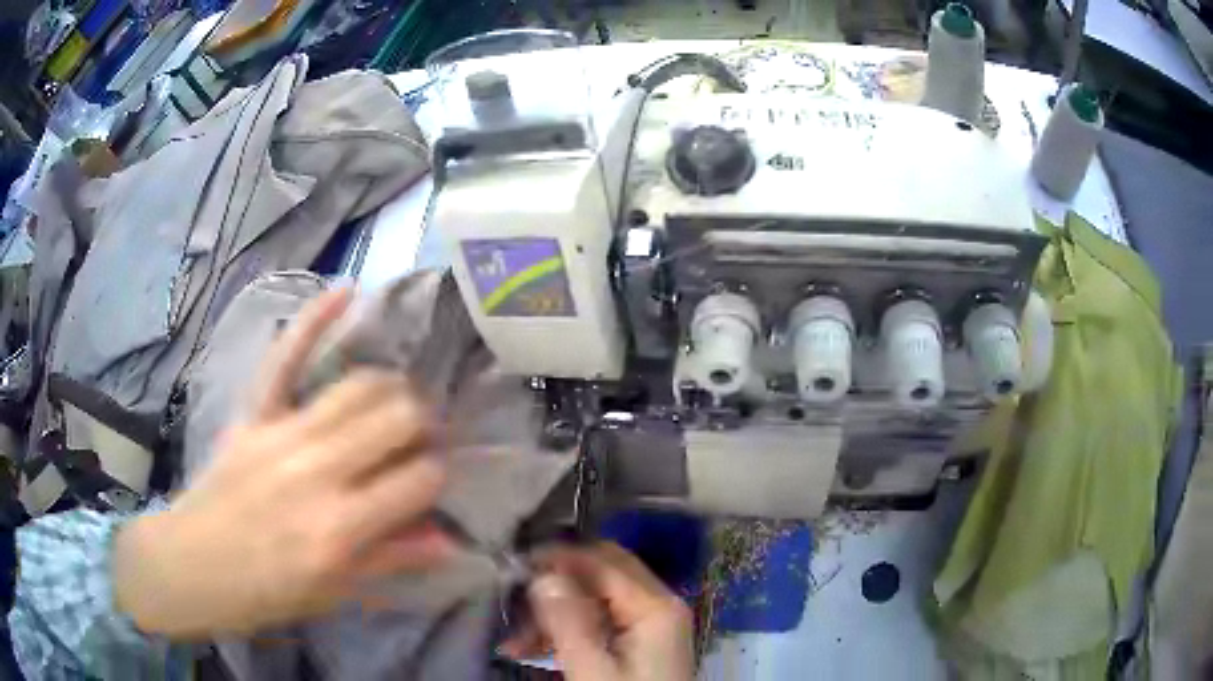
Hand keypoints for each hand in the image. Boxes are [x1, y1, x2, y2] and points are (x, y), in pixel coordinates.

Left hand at [112, 289, 455, 637]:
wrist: (192, 566)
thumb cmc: (266, 592)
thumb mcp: (334, 592)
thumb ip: (391, 559)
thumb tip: (447, 538)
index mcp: (340, 527)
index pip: (419, 478)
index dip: (436, 476)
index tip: (430, 483)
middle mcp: (317, 471)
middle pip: (397, 418)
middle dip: (421, 425)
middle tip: (417, 441)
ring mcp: (281, 433)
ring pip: (358, 385)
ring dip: (390, 388)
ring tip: (394, 403)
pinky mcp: (253, 413)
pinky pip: (285, 356)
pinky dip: (315, 320)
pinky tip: (346, 292)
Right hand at [506, 543, 693, 680]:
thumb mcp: (592, 671)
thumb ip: (569, 621)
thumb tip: (543, 573)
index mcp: (655, 607)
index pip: (601, 561)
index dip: (556, 558)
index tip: (511, 565)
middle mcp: (656, 605)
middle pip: (600, 574)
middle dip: (554, 583)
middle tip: (512, 596)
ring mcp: (649, 624)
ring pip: (594, 600)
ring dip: (553, 613)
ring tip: (513, 639)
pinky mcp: (637, 643)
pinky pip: (597, 623)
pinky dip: (565, 630)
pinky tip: (530, 648)